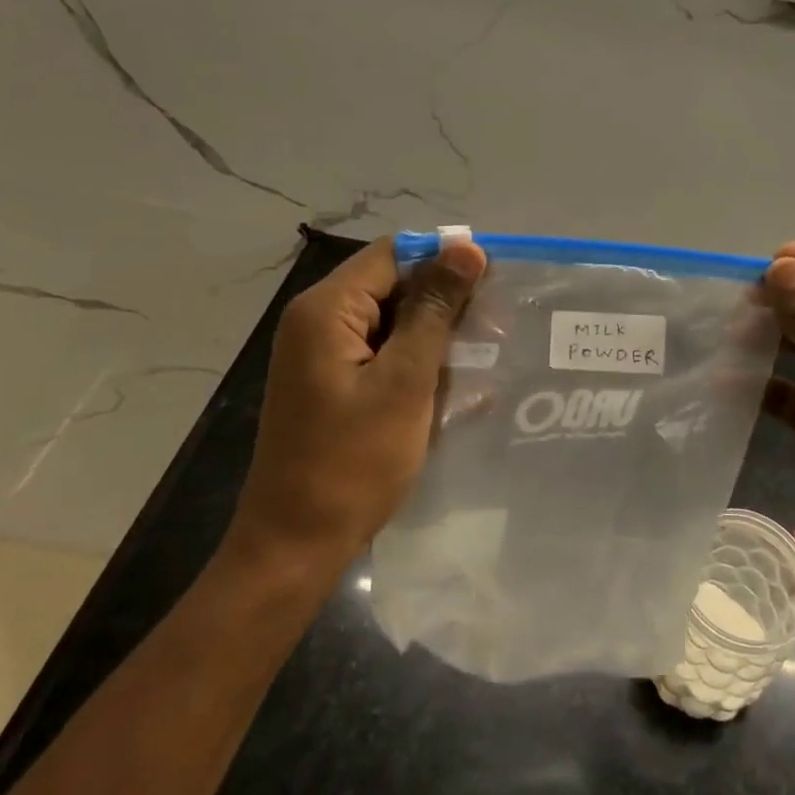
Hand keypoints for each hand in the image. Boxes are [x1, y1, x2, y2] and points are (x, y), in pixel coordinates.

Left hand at [225, 236, 486, 574]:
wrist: (296, 545)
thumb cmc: (353, 462)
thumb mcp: (405, 381)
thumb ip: (435, 311)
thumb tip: (466, 248)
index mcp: (326, 310)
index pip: (394, 255)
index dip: (445, 262)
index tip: (495, 285)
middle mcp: (318, 321)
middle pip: (392, 286)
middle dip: (445, 304)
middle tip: (498, 327)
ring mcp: (323, 355)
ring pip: (392, 323)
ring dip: (435, 338)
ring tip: (485, 358)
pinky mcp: (333, 384)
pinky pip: (383, 355)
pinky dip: (417, 364)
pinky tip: (455, 386)